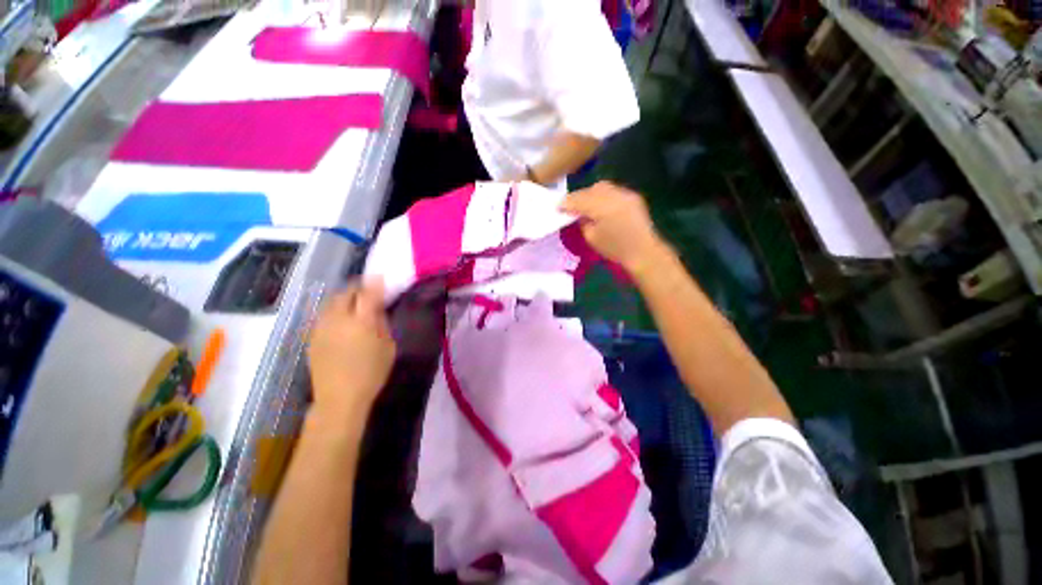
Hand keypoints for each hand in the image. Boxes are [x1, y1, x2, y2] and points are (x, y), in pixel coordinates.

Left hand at [307, 280, 395, 418]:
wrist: (339, 398)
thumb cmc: (372, 373)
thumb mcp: (388, 347)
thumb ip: (382, 324)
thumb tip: (377, 309)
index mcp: (362, 321)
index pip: (367, 293)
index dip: (375, 283)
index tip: (380, 277)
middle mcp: (338, 319)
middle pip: (345, 293)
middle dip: (357, 288)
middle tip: (368, 291)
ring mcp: (321, 327)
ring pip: (331, 302)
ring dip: (344, 298)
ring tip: (354, 303)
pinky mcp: (312, 337)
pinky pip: (324, 315)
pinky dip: (334, 311)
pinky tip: (341, 320)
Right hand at [560, 181, 667, 274]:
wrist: (643, 251)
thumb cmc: (615, 249)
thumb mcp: (592, 238)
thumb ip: (583, 222)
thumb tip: (578, 214)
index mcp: (602, 208)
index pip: (579, 200)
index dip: (567, 203)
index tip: (558, 207)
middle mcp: (614, 196)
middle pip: (591, 190)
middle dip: (579, 196)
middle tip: (571, 206)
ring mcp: (625, 194)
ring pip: (602, 187)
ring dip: (591, 194)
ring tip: (586, 205)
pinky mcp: (633, 196)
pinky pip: (613, 191)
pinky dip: (603, 195)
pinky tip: (601, 205)